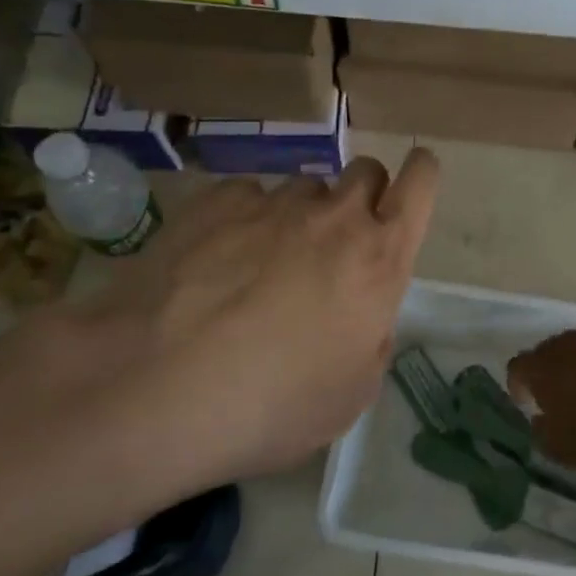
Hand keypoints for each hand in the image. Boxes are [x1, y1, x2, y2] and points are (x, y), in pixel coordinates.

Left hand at [52, 151, 439, 505]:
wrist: (153, 386)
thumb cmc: (271, 405)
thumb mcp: (351, 394)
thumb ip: (372, 337)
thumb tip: (361, 314)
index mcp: (379, 257)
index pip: (421, 182)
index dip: (422, 174)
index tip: (410, 188)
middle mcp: (335, 216)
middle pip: (366, 171)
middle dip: (361, 197)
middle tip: (335, 245)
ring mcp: (273, 202)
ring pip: (305, 187)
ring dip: (300, 215)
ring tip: (261, 265)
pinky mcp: (216, 200)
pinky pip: (247, 198)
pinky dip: (243, 222)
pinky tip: (214, 263)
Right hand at [507, 331, 575, 483]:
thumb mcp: (559, 449)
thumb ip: (541, 430)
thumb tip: (541, 417)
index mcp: (545, 368)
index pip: (517, 366)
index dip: (517, 384)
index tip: (526, 403)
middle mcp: (570, 346)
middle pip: (547, 351)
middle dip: (546, 371)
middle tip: (554, 396)